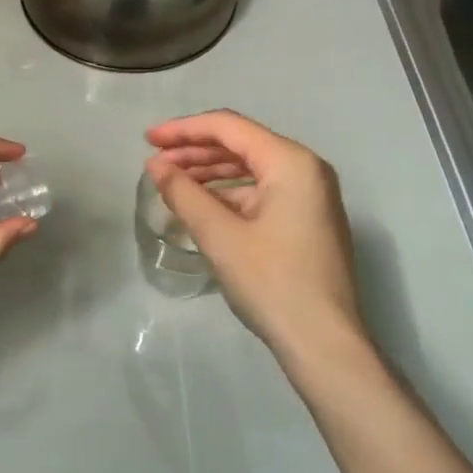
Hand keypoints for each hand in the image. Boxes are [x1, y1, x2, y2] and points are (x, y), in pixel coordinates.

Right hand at [145, 110, 363, 362]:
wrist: (325, 345)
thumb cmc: (272, 282)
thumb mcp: (219, 235)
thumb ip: (183, 192)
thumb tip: (155, 165)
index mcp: (290, 161)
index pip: (228, 127)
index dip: (183, 129)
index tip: (147, 139)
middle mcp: (306, 168)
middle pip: (241, 143)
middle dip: (195, 150)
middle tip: (155, 161)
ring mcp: (311, 195)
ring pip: (251, 167)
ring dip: (210, 171)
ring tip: (171, 181)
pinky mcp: (307, 219)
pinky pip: (262, 190)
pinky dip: (229, 192)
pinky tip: (201, 204)